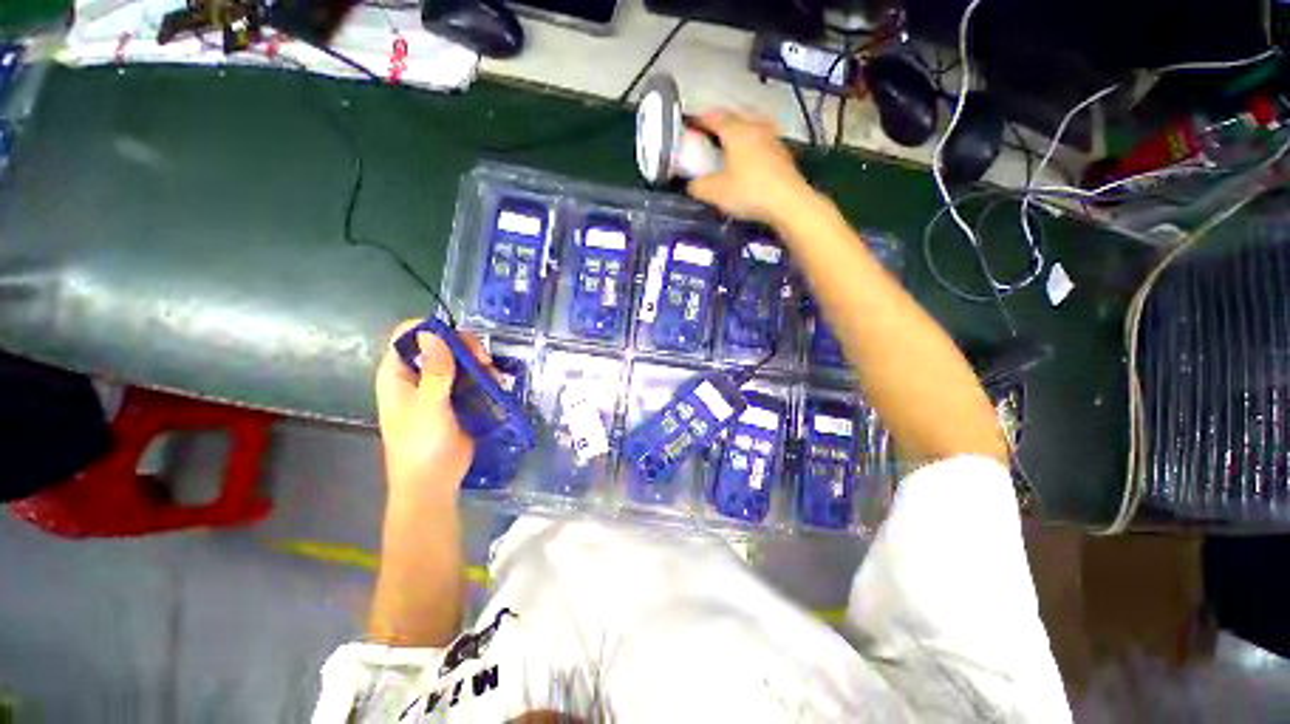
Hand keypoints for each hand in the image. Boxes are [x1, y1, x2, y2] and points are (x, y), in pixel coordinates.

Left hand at [374, 319, 480, 497]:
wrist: (433, 481)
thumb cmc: (421, 443)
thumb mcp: (428, 405)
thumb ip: (434, 370)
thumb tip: (431, 332)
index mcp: (397, 373)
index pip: (408, 335)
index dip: (432, 329)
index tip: (459, 340)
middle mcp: (416, 375)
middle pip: (439, 344)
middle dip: (463, 346)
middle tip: (483, 359)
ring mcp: (438, 387)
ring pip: (458, 360)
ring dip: (477, 363)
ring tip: (493, 375)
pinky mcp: (456, 399)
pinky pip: (470, 378)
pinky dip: (484, 377)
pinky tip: (496, 384)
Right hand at [686, 110, 816, 225]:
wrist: (788, 202)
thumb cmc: (748, 192)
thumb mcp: (715, 193)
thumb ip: (698, 186)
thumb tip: (692, 184)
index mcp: (736, 131)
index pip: (715, 117)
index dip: (701, 119)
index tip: (691, 123)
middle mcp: (755, 128)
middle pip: (736, 117)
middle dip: (722, 122)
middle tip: (710, 133)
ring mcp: (772, 139)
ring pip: (753, 127)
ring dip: (741, 131)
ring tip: (731, 143)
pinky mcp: (783, 155)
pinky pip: (763, 142)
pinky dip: (753, 145)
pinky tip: (750, 159)